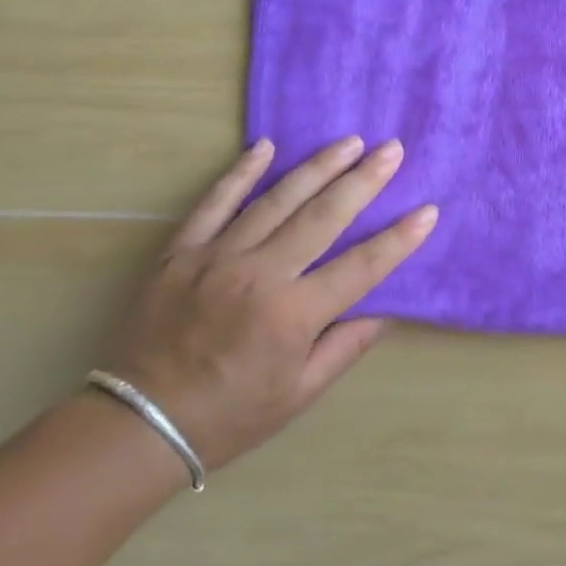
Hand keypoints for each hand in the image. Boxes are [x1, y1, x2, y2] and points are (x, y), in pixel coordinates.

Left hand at [101, 137, 437, 469]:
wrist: (137, 424)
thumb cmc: (230, 415)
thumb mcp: (299, 394)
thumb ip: (345, 347)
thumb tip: (383, 308)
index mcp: (293, 315)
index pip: (362, 266)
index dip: (400, 239)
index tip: (427, 211)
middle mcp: (260, 276)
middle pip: (324, 217)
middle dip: (364, 180)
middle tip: (392, 150)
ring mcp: (217, 257)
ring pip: (277, 200)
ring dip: (317, 167)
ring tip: (349, 141)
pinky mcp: (181, 252)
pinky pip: (215, 203)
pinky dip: (241, 173)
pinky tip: (265, 146)